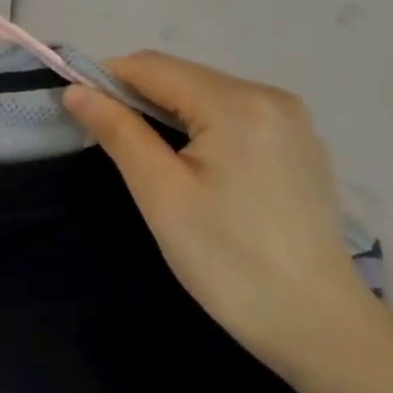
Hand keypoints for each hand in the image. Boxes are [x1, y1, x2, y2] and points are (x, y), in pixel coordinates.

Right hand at [63, 52, 380, 376]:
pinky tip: (194, 168)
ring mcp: (292, 121)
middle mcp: (272, 96)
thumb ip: (118, 131)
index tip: (74, 108)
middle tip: (105, 139)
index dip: (106, 78)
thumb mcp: (161, 193)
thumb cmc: (228, 261)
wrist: (317, 325)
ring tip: (146, 157)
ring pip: (207, 96)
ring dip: (167, 113)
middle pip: (183, 77)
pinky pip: (235, 117)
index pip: (154, 66)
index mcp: (238, 103)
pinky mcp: (300, 146)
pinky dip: (201, 128)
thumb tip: (76, 91)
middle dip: (137, 97)